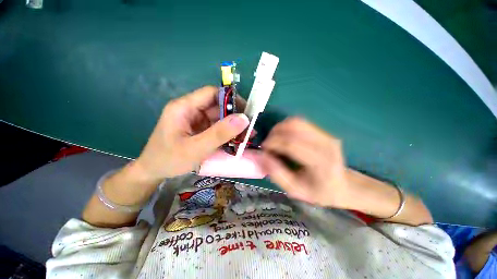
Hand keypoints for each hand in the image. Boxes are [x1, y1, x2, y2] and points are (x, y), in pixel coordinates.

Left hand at [133, 86, 249, 180]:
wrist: (153, 172)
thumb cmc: (169, 160)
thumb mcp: (196, 148)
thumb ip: (220, 133)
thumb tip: (244, 119)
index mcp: (184, 107)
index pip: (211, 93)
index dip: (230, 99)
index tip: (246, 111)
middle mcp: (190, 110)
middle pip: (217, 106)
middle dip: (235, 116)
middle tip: (249, 128)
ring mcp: (195, 120)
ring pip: (219, 117)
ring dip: (232, 126)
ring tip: (246, 136)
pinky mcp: (198, 129)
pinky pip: (216, 127)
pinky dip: (227, 133)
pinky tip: (236, 140)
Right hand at [260, 117, 351, 207]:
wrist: (343, 186)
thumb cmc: (319, 192)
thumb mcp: (296, 190)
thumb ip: (277, 174)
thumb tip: (263, 156)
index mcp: (320, 162)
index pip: (291, 144)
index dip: (273, 143)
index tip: (263, 148)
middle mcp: (325, 144)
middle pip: (293, 128)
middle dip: (274, 134)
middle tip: (268, 145)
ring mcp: (326, 135)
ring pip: (296, 121)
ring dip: (280, 128)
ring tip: (274, 139)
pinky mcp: (323, 132)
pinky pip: (300, 122)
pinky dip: (287, 127)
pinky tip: (284, 137)